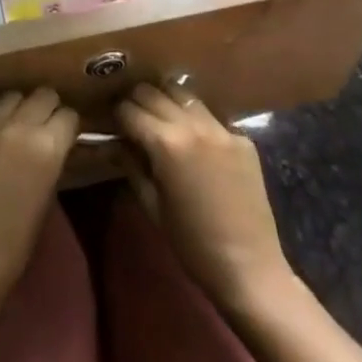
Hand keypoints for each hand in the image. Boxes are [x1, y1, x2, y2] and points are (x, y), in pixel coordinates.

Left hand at [0, 90, 78, 324]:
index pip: (67, 115)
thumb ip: (49, 164)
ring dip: (17, 111)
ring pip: (9, 99)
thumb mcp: (44, 202)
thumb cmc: (12, 252)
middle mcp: (14, 127)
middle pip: (41, 95)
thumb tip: (52, 145)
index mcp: (45, 148)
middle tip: (44, 128)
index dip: (68, 126)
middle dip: (46, 109)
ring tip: (14, 134)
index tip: (66, 136)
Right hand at [114, 84, 296, 319]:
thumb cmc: (192, 244)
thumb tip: (115, 143)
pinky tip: (195, 140)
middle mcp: (193, 125)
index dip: (116, 114)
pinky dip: (196, 120)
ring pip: (184, 94)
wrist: (250, 269)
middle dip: (137, 100)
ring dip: (167, 100)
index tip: (111, 121)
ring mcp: (222, 129)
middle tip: (132, 116)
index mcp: (166, 143)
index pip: (129, 109)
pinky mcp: (243, 139)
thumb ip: (131, 166)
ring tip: (161, 117)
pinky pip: (211, 117)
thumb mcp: (152, 206)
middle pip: (154, 92)